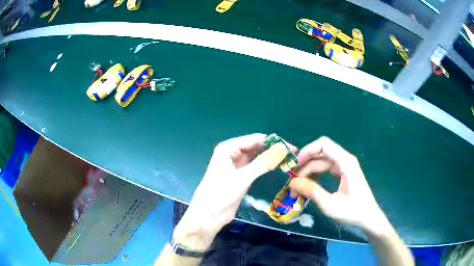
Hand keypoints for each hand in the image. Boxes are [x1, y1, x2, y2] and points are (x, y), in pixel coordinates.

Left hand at [173, 133, 292, 249]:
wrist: (208, 216)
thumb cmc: (220, 194)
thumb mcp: (242, 178)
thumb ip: (263, 163)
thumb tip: (283, 148)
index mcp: (228, 148)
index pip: (255, 139)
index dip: (274, 142)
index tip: (292, 149)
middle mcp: (232, 153)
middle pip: (256, 147)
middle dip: (273, 150)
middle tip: (293, 156)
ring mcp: (236, 165)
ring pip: (257, 157)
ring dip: (271, 158)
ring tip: (289, 161)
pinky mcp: (240, 176)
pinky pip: (255, 167)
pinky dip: (266, 167)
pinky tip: (277, 168)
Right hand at [289, 136, 391, 236]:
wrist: (369, 219)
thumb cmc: (353, 212)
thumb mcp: (330, 205)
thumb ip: (312, 191)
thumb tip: (292, 182)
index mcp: (345, 162)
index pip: (323, 144)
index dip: (307, 151)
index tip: (294, 166)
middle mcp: (345, 160)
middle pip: (320, 153)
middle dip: (304, 166)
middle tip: (293, 183)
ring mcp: (344, 166)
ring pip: (321, 162)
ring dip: (308, 172)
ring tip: (298, 189)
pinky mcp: (343, 173)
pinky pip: (325, 169)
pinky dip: (315, 176)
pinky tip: (308, 187)